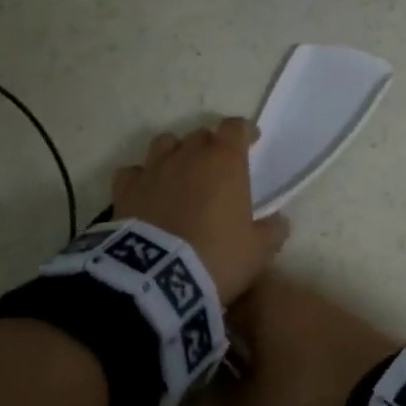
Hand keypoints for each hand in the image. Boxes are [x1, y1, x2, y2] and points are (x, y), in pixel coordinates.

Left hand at [111, 118, 287, 306]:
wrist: (158, 277)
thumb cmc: (217, 257)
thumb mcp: (257, 251)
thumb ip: (272, 231)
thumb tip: (279, 221)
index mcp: (224, 161)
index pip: (235, 127)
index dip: (244, 132)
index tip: (251, 141)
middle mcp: (188, 155)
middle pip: (201, 135)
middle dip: (210, 146)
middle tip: (216, 169)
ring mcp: (154, 169)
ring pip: (165, 143)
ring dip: (176, 154)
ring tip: (180, 175)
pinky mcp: (125, 189)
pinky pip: (133, 172)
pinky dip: (141, 178)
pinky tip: (146, 193)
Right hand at [215, 275, 400, 405]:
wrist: (380, 386)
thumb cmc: (305, 382)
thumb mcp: (257, 400)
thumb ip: (223, 401)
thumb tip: (202, 399)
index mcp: (260, 298)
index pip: (218, 316)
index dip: (202, 358)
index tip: (195, 390)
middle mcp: (285, 301)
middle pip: (245, 351)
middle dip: (234, 400)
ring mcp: (313, 323)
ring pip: (273, 367)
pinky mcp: (335, 345)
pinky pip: (299, 373)